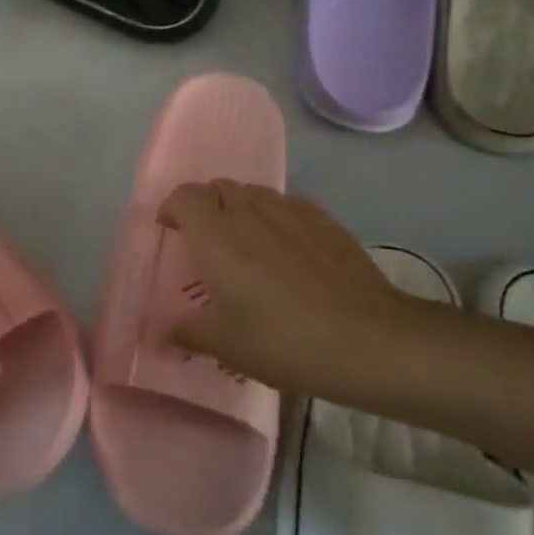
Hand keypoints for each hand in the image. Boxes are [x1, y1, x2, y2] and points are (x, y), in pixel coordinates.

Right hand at [159, 180, 424, 393]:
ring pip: (253, 192)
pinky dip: (274, 215)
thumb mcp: (228, 347)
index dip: (172, 207)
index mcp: (217, 236)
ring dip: (239, 207)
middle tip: (206, 240)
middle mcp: (249, 211)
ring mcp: (290, 210)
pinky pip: (286, 203)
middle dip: (205, 205)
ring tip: (245, 241)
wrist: (368, 339)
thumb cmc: (285, 342)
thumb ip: (190, 332)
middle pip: (218, 187)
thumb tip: (165, 330)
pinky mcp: (323, 218)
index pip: (184, 196)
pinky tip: (286, 247)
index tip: (170, 231)